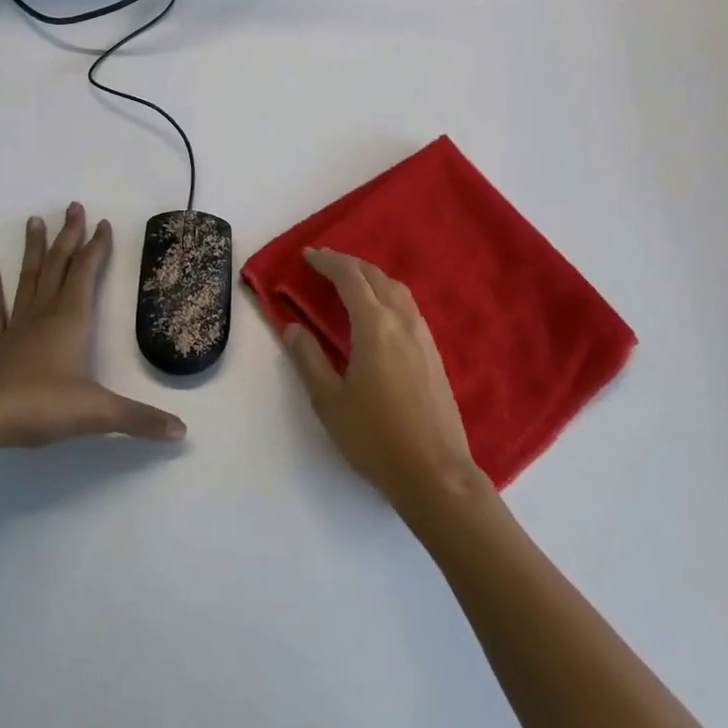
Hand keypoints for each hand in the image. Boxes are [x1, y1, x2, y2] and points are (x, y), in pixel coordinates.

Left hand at [0, 204, 185, 452]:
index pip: (87, 273)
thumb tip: (182, 431)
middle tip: (73, 206)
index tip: (103, 223)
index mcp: (72, 320)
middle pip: (59, 266)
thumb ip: (139, 419)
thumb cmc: (38, 405)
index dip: (97, 247)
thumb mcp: (97, 412)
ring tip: (34, 221)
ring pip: (29, 279)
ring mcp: (17, 327)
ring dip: (35, 250)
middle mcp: (45, 314)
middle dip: (69, 236)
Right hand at [281, 249, 489, 515]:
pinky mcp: (434, 353)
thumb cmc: (375, 437)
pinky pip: (408, 307)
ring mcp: (423, 336)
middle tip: (323, 262)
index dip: (328, 262)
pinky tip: (379, 312)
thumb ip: (308, 359)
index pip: (349, 278)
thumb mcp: (329, 401)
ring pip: (396, 289)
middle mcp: (403, 321)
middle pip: (375, 277)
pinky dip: (387, 294)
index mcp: (375, 325)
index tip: (308, 255)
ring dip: (371, 277)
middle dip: (349, 264)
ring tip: (349, 281)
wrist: (435, 472)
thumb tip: (292, 328)